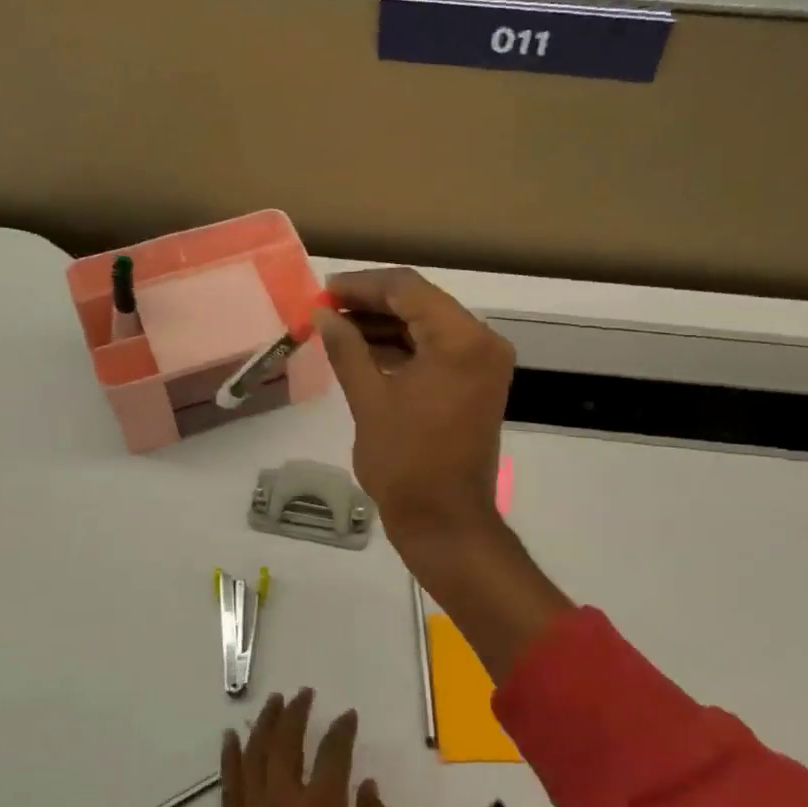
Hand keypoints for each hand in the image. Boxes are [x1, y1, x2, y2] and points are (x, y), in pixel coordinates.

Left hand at [224, 690, 394, 806]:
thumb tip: (367, 787)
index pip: (333, 753)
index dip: (342, 730)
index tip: (348, 716)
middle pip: (285, 744)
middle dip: (295, 713)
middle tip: (303, 693)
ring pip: (254, 758)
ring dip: (262, 726)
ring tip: (270, 703)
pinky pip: (229, 790)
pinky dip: (230, 760)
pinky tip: (231, 742)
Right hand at [312, 267, 516, 550]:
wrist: (444, 521)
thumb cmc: (405, 462)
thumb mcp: (369, 400)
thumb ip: (346, 349)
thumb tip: (324, 315)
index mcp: (460, 340)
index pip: (407, 288)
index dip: (361, 285)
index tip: (324, 292)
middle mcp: (481, 342)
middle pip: (421, 303)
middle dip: (371, 304)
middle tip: (326, 309)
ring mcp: (483, 364)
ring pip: (428, 326)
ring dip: (385, 325)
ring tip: (337, 329)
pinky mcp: (477, 384)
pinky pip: (437, 351)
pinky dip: (403, 348)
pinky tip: (364, 350)